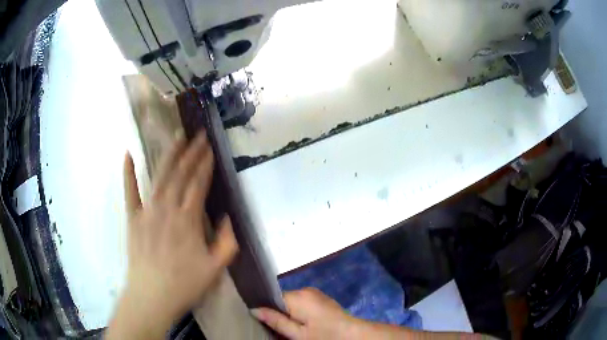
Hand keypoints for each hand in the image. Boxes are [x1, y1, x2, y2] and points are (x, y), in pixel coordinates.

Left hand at [107, 131, 237, 339]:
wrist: (152, 296)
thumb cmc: (185, 284)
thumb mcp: (216, 268)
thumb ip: (227, 241)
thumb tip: (228, 217)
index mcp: (188, 220)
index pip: (198, 184)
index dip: (205, 164)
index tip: (210, 148)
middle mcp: (167, 209)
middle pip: (180, 174)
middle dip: (191, 152)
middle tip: (198, 134)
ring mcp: (147, 211)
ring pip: (159, 177)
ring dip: (168, 155)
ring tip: (176, 137)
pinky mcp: (132, 218)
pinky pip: (129, 192)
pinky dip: (128, 173)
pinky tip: (128, 154)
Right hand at [252, 288, 359, 338]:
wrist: (354, 335)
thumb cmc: (325, 336)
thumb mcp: (298, 334)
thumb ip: (276, 321)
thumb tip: (254, 309)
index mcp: (298, 296)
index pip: (272, 297)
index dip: (267, 310)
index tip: (264, 321)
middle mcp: (306, 290)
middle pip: (282, 300)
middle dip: (279, 313)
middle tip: (281, 330)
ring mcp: (315, 293)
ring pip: (292, 302)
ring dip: (289, 314)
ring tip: (294, 328)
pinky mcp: (321, 298)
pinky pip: (302, 303)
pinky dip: (299, 312)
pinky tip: (304, 324)